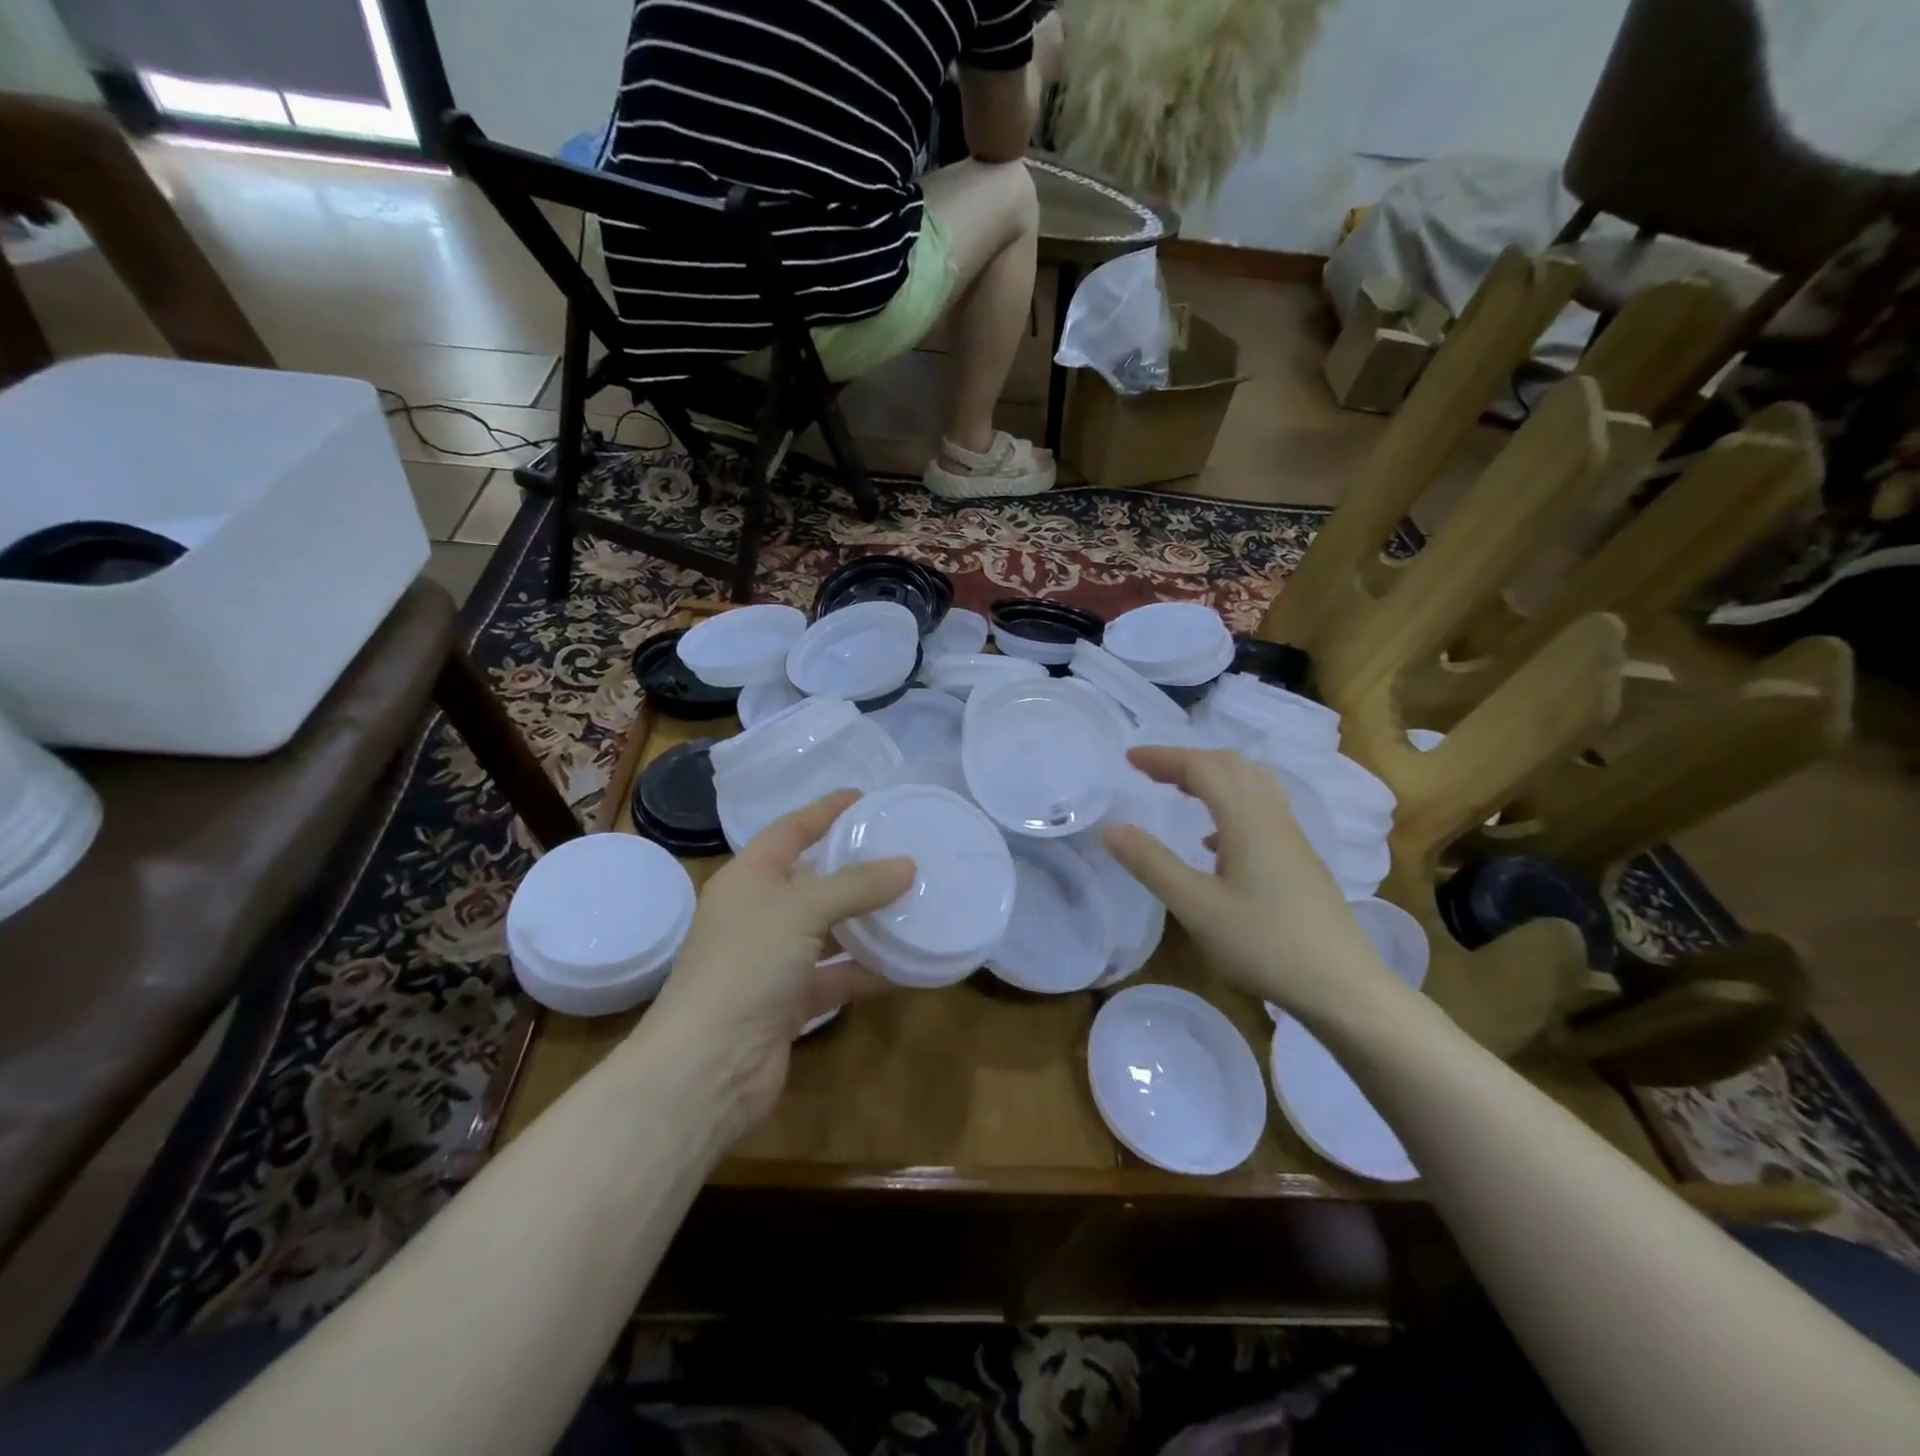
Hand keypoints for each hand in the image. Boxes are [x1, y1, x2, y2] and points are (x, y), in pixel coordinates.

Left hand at [646, 790, 913, 1129]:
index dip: (824, 811)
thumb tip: (908, 866)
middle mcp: (758, 913)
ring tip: (914, 901)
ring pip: (828, 930)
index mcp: (748, 878)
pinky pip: (836, 975)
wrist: (708, 1066)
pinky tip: (905, 963)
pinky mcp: (789, 1002)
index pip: (790, 830)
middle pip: (813, 880)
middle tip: (902, 851)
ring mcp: (772, 960)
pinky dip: (866, 969)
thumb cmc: (747, 964)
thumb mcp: (802, 910)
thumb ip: (856, 885)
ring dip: (866, 921)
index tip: (862, 797)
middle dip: (854, 867)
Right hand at [1103, 747, 1398, 1023]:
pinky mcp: (1300, 859)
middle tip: (1150, 774)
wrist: (1344, 987)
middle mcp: (1273, 817)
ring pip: (1251, 784)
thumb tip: (1112, 828)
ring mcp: (1291, 838)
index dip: (1163, 757)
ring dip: (1212, 778)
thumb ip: (1152, 864)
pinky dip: (1231, 803)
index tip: (1128, 759)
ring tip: (1181, 793)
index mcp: (1248, 819)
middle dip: (1187, 761)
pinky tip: (1215, 842)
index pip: (1201, 767)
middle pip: (1230, 766)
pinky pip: (1262, 809)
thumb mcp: (1197, 907)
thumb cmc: (1265, 944)